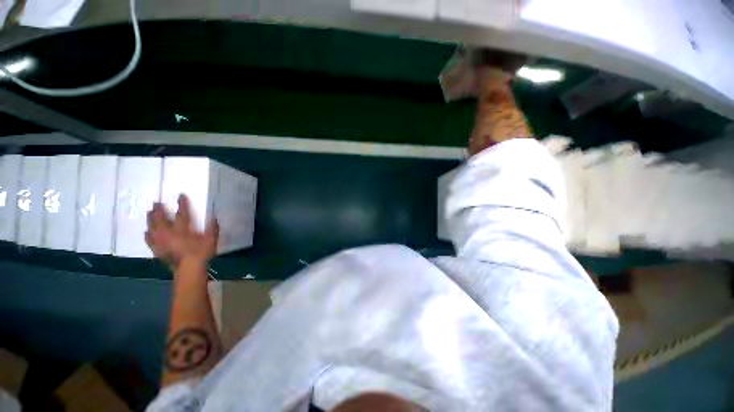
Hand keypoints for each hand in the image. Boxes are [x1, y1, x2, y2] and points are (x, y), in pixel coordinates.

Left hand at [146, 194, 218, 269]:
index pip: (182, 213)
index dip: (182, 204)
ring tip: (149, 213)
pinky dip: (147, 235)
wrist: (189, 269)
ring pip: (152, 228)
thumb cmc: (201, 253)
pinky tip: (146, 232)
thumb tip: (214, 217)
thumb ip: (212, 228)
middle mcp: (168, 233)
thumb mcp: (212, 239)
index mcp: (182, 229)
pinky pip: (149, 240)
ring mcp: (161, 242)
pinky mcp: (157, 250)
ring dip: (150, 219)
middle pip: (161, 219)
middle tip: (156, 203)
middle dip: (159, 210)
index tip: (180, 195)